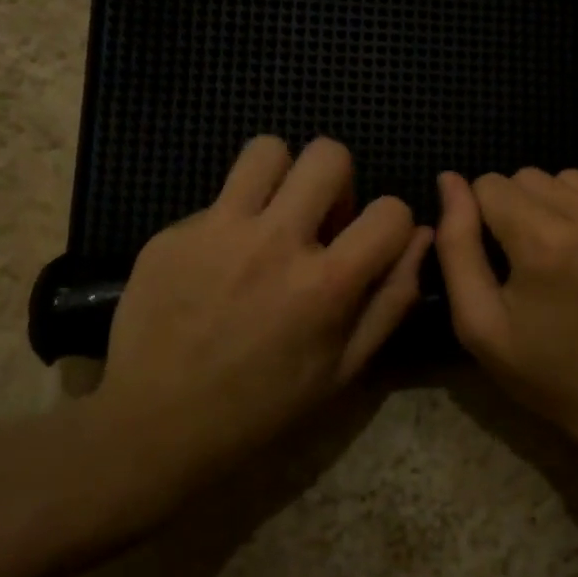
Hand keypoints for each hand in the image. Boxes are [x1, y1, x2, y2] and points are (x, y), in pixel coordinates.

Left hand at [88, 137, 430, 503]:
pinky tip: (217, 262)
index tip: (370, 244)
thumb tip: (421, 237)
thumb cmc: (263, 408)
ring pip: (267, 150)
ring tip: (271, 215)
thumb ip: (391, 299)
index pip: (390, 210)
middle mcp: (275, 242)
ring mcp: (218, 231)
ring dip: (281, 176)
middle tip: (319, 220)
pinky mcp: (173, 233)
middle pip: (328, 155)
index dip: (392, 224)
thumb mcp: (344, 370)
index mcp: (325, 284)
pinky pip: (218, 197)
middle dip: (338, 183)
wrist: (156, 427)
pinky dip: (231, 219)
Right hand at [435, 167, 577, 472]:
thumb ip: (457, 246)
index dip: (484, 217)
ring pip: (576, 181)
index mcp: (544, 244)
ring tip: (572, 256)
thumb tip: (449, 181)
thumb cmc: (553, 374)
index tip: (499, 255)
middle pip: (532, 177)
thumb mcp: (481, 325)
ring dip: (561, 208)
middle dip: (520, 210)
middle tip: (534, 260)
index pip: (491, 185)